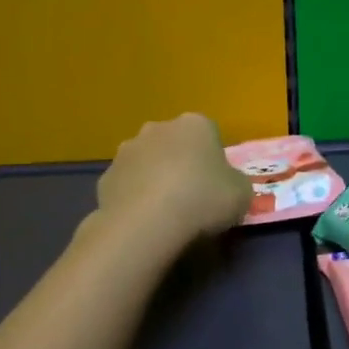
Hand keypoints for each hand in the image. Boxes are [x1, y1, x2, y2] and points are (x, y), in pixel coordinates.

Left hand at [94, 113, 254, 245]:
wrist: (147, 223)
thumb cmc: (203, 200)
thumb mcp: (242, 194)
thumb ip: (236, 183)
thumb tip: (228, 185)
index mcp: (195, 125)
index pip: (209, 134)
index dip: (214, 160)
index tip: (217, 184)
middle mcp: (158, 128)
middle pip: (175, 144)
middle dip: (181, 163)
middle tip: (192, 196)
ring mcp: (127, 151)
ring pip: (148, 162)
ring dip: (155, 178)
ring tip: (166, 212)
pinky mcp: (105, 176)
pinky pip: (128, 185)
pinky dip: (135, 198)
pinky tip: (144, 220)